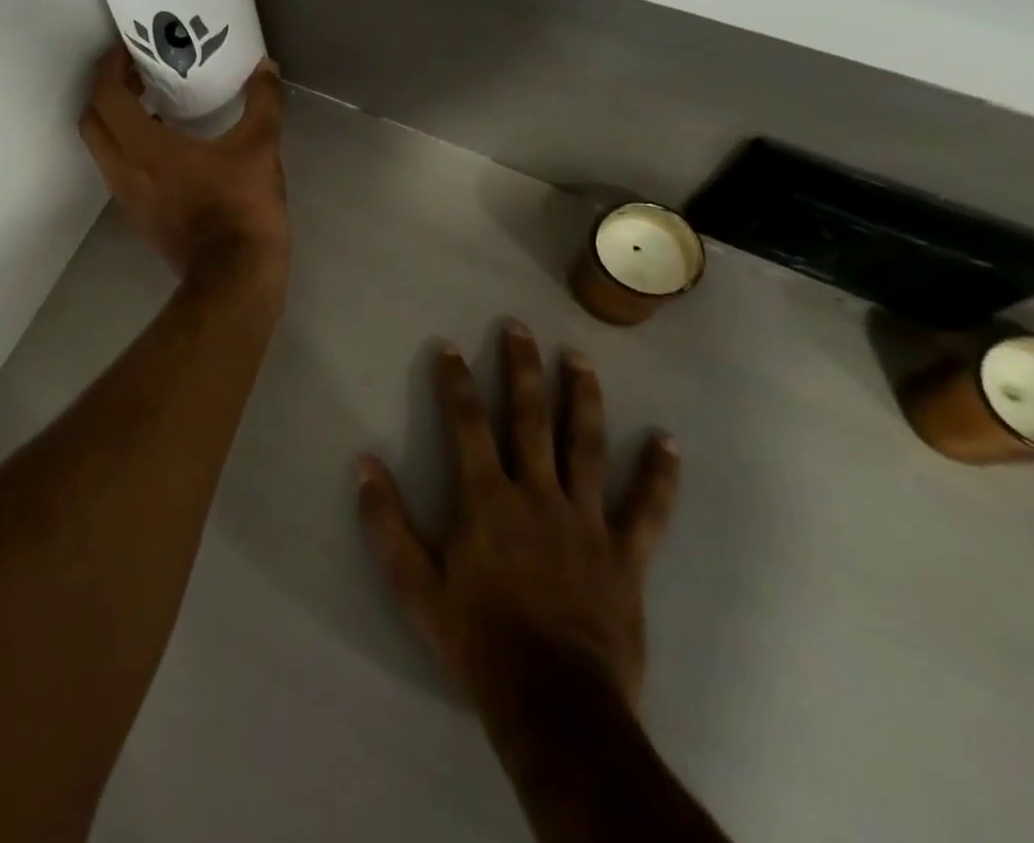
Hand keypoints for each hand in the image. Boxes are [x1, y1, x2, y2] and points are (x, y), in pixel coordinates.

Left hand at [78, 45, 288, 283]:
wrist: (233, 276)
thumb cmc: (241, 207)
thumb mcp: (260, 148)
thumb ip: (263, 102)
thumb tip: (266, 67)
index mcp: (143, 147)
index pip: (105, 96)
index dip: (110, 67)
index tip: (127, 50)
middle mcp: (122, 169)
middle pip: (93, 120)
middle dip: (107, 92)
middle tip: (137, 75)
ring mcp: (126, 196)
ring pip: (102, 148)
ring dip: (116, 121)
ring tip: (151, 103)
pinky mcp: (137, 215)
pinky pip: (118, 169)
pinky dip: (128, 147)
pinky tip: (165, 144)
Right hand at [356, 322, 679, 721]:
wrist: (555, 705)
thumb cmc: (478, 640)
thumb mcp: (415, 586)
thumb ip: (386, 522)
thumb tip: (364, 463)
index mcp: (486, 499)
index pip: (466, 423)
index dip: (455, 381)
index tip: (449, 346)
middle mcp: (537, 494)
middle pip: (530, 418)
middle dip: (522, 369)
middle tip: (519, 327)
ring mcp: (586, 521)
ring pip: (586, 446)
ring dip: (582, 398)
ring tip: (580, 358)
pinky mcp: (625, 555)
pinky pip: (647, 509)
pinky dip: (659, 475)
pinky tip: (669, 443)